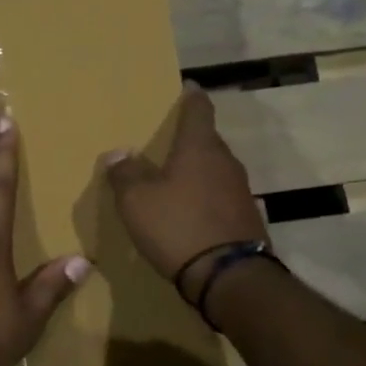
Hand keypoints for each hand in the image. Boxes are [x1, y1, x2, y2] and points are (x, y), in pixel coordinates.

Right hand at [102, 87, 268, 297]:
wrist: (229, 278)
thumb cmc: (178, 226)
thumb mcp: (137, 200)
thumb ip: (125, 173)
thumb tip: (119, 154)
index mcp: (200, 148)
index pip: (199, 110)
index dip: (191, 97)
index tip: (187, 88)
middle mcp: (226, 162)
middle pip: (207, 140)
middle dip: (189, 138)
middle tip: (166, 141)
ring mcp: (240, 192)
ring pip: (214, 170)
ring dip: (196, 171)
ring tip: (173, 178)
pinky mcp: (246, 219)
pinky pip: (220, 197)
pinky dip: (205, 198)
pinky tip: (189, 212)